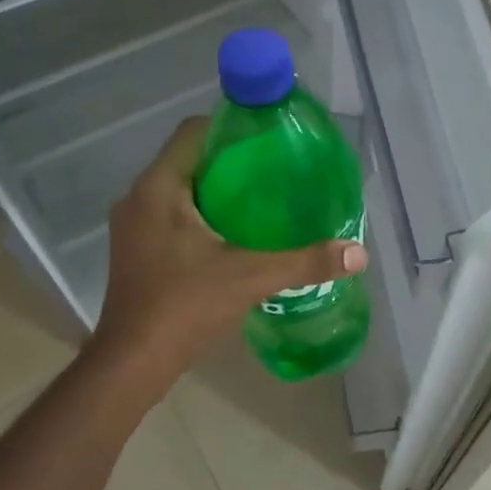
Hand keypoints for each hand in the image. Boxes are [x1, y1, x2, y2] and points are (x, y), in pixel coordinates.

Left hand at [90, 117, 367, 386]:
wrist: (132, 363)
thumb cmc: (185, 306)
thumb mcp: (252, 277)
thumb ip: (306, 261)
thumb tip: (358, 254)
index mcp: (158, 187)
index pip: (193, 132)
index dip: (231, 126)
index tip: (269, 138)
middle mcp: (138, 197)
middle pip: (189, 160)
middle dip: (231, 161)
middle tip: (276, 170)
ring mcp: (132, 225)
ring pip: (179, 189)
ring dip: (216, 190)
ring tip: (262, 200)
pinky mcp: (135, 249)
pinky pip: (171, 214)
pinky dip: (201, 214)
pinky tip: (233, 234)